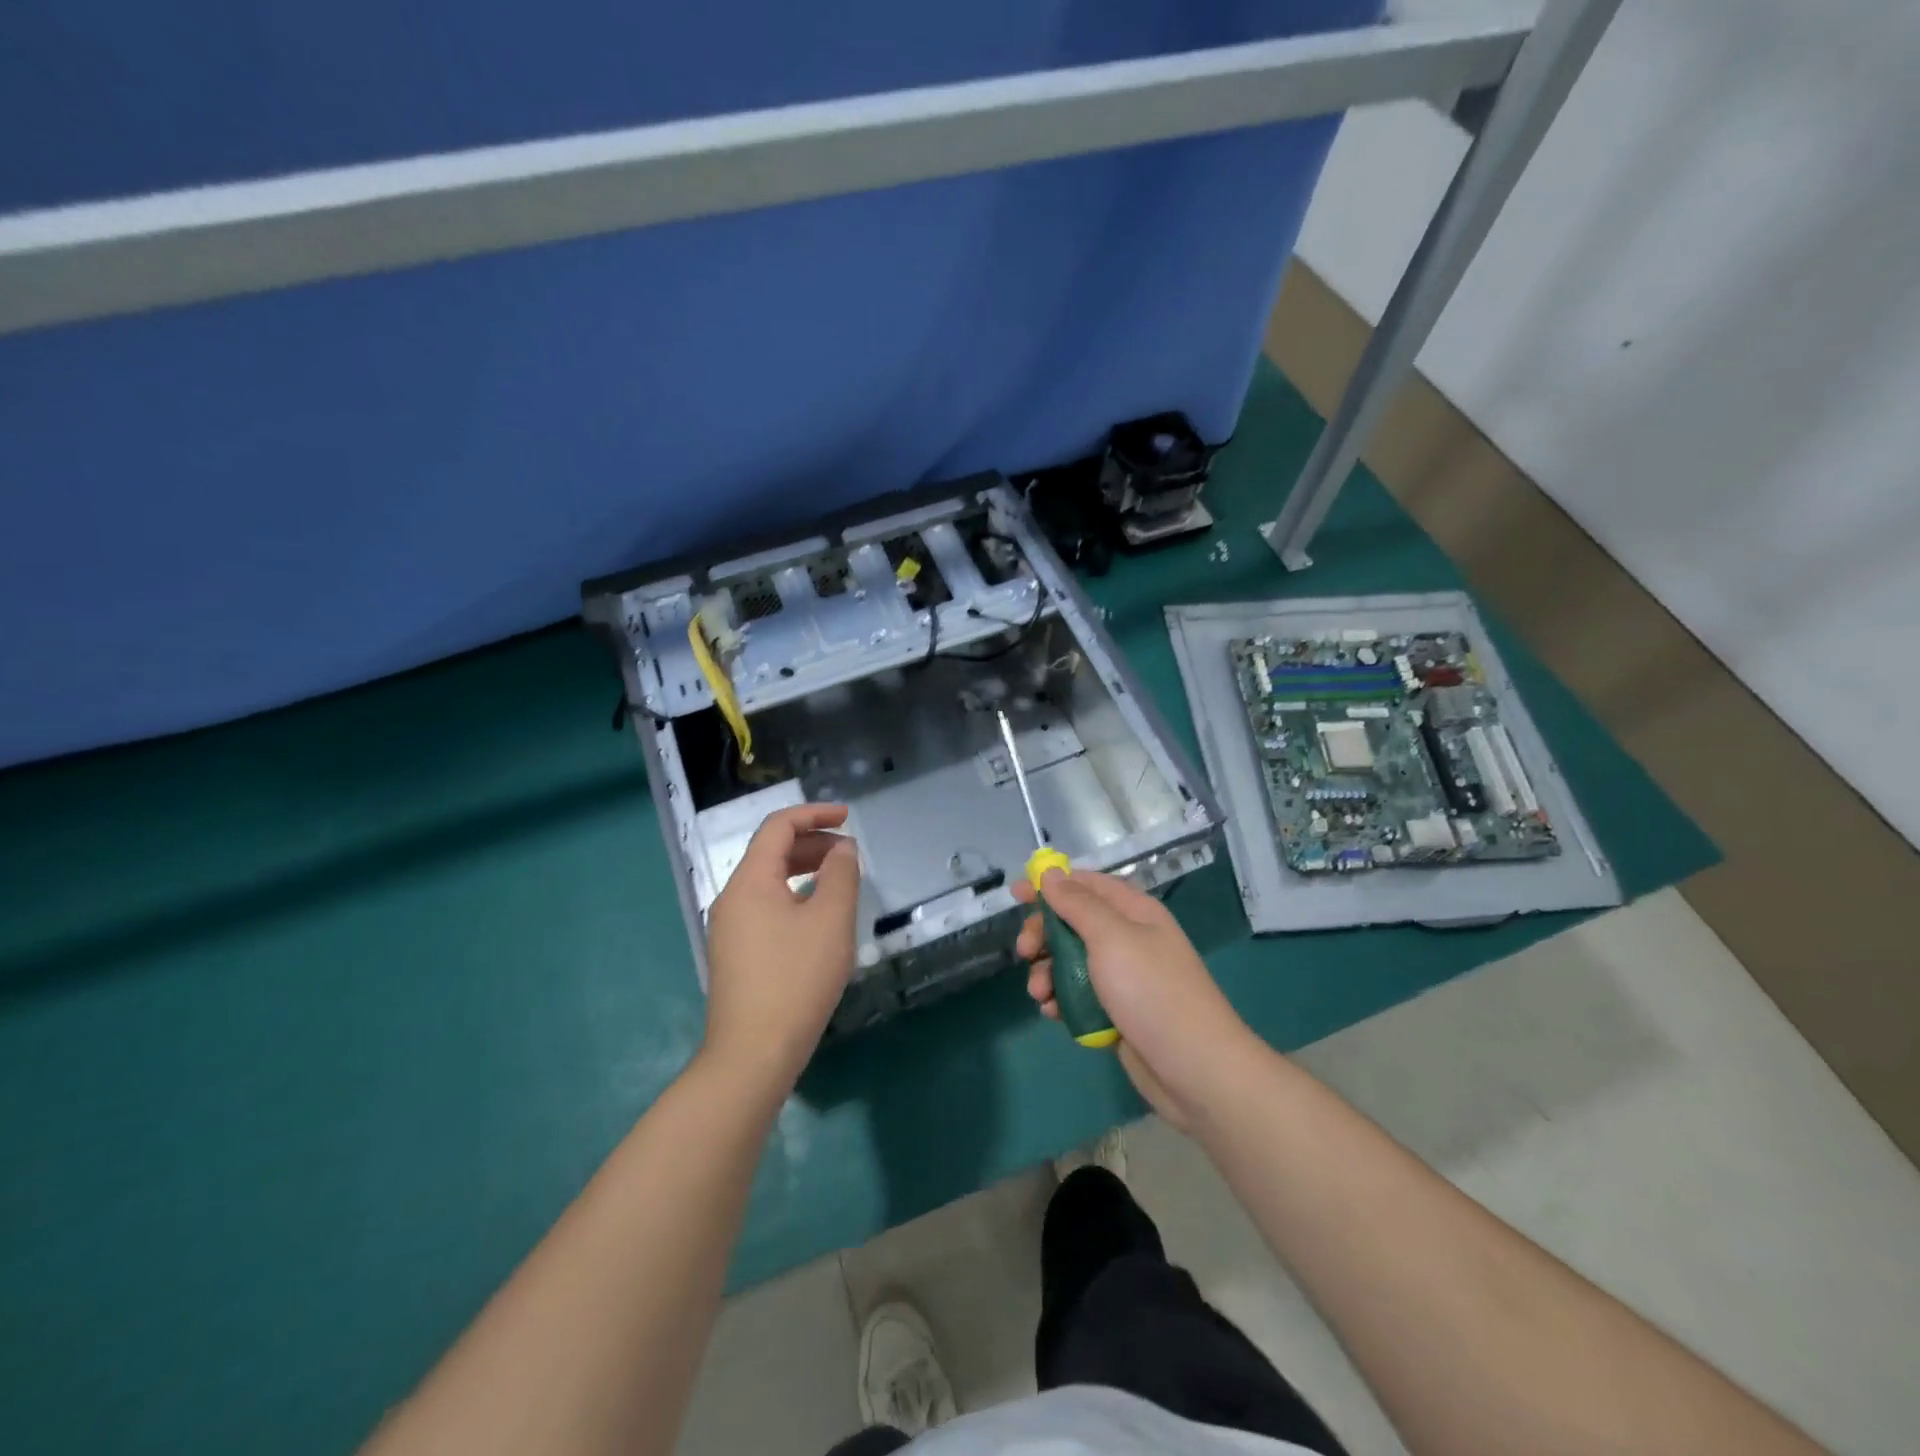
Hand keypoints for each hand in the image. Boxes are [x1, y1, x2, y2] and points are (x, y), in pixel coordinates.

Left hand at [703, 803, 861, 1096]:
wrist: (752, 1054)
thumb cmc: (796, 979)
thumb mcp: (830, 920)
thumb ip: (840, 875)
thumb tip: (841, 849)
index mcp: (750, 881)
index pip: (778, 827)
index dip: (814, 814)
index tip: (848, 818)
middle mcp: (732, 898)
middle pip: (771, 852)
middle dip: (813, 843)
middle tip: (850, 854)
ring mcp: (730, 928)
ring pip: (769, 882)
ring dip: (805, 871)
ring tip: (840, 882)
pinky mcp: (736, 955)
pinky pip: (766, 908)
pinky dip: (795, 897)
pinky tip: (819, 920)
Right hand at [1014, 870, 1254, 1130]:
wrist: (1195, 1069)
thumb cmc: (1152, 992)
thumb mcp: (1111, 937)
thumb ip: (1078, 904)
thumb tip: (1051, 873)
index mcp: (1133, 912)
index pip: (1086, 884)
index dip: (1050, 884)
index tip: (1015, 894)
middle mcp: (1128, 939)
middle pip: (1073, 923)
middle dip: (1044, 935)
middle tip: (1025, 951)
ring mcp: (1123, 978)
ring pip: (1071, 962)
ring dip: (1047, 972)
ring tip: (1039, 994)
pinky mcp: (1117, 1012)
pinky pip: (1079, 995)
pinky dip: (1060, 1000)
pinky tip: (1051, 1014)